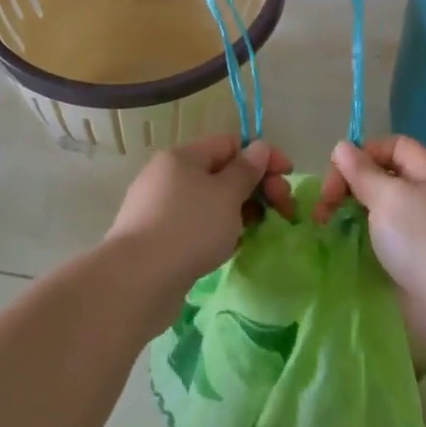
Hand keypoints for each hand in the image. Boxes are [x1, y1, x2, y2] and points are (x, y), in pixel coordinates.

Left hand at [106, 135, 294, 308]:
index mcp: (182, 157)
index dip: (262, 156)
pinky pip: (197, 226)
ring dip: (239, 212)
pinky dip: (218, 232)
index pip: (230, 144)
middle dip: (256, 187)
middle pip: (221, 173)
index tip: (288, 176)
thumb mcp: (226, 195)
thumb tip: (258, 147)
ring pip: (210, 202)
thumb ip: (246, 170)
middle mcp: (168, 177)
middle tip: (283, 210)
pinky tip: (230, 248)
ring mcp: (160, 209)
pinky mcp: (158, 240)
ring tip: (257, 232)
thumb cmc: (188, 228)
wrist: (137, 282)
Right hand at [317, 136, 425, 353]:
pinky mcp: (418, 257)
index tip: (336, 176)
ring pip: (382, 207)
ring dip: (353, 210)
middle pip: (383, 175)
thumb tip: (342, 147)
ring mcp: (425, 227)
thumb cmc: (423, 240)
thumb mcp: (387, 197)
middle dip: (350, 184)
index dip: (362, 154)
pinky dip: (366, 235)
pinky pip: (387, 235)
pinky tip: (348, 244)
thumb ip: (361, 171)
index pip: (391, 145)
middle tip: (324, 207)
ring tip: (328, 225)